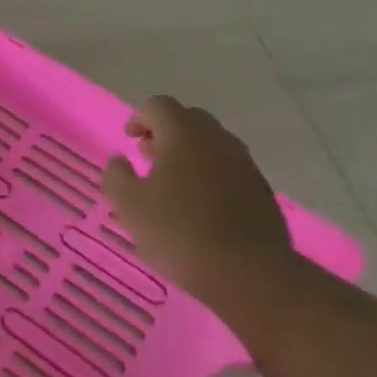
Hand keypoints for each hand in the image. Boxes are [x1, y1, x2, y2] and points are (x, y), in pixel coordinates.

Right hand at [101, 96, 295, 305]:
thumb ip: (116, 176)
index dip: (139, 118)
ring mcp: (244, 163)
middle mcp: (218, 139)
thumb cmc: (178, 231)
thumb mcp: (129, 205)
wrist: (248, 271)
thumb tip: (119, 160)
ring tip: (170, 183)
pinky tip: (197, 204)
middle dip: (165, 132)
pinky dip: (208, 174)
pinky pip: (227, 167)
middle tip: (147, 156)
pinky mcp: (259, 189)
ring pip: (211, 144)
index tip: (129, 140)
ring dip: (188, 153)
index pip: (159, 106)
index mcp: (184, 134)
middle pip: (189, 119)